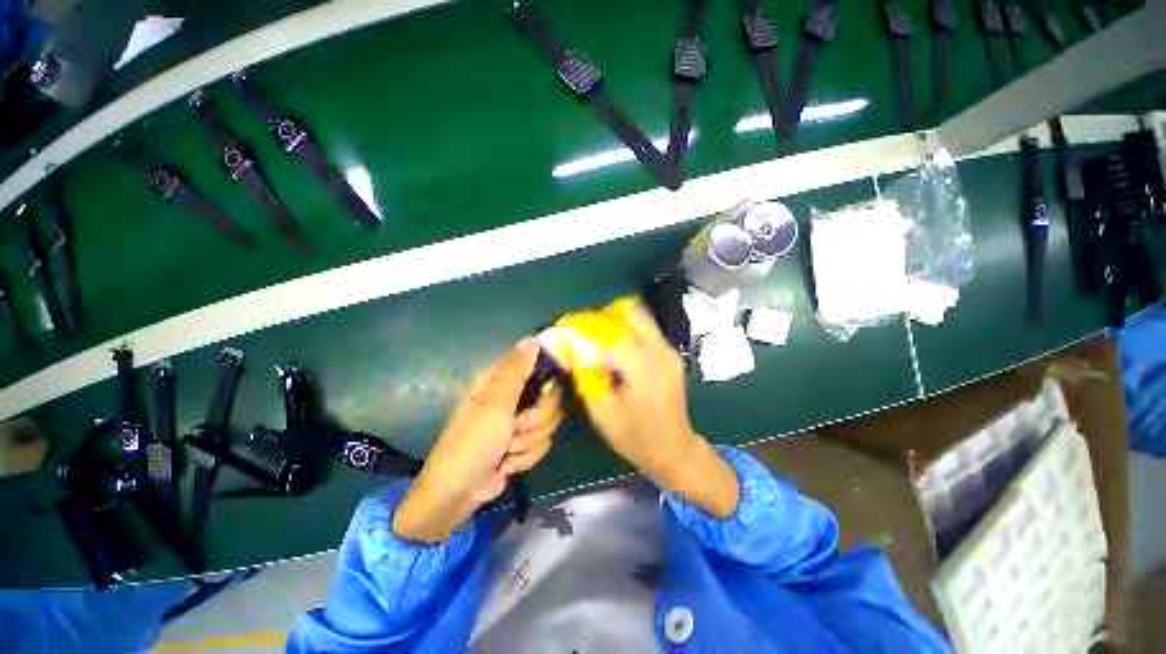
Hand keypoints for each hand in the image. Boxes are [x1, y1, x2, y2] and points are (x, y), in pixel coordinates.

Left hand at [393, 338, 563, 542]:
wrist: (459, 492)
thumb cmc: (471, 442)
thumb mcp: (494, 404)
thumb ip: (517, 371)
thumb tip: (532, 338)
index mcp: (501, 380)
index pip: (536, 363)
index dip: (547, 374)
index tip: (549, 388)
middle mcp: (514, 395)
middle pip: (549, 397)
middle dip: (535, 419)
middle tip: (515, 428)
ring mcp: (520, 420)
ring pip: (549, 422)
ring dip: (529, 442)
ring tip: (507, 450)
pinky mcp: (525, 442)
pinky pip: (544, 442)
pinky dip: (527, 456)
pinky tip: (508, 463)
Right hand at [583, 299, 739, 517]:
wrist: (674, 449)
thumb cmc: (636, 437)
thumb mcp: (602, 412)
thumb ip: (585, 375)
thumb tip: (570, 347)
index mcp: (643, 365)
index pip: (609, 331)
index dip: (584, 326)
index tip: (565, 328)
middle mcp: (659, 350)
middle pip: (629, 312)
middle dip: (602, 318)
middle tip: (585, 335)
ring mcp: (668, 350)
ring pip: (639, 318)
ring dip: (614, 323)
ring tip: (598, 344)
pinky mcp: (670, 354)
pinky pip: (645, 330)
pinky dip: (626, 332)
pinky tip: (616, 354)